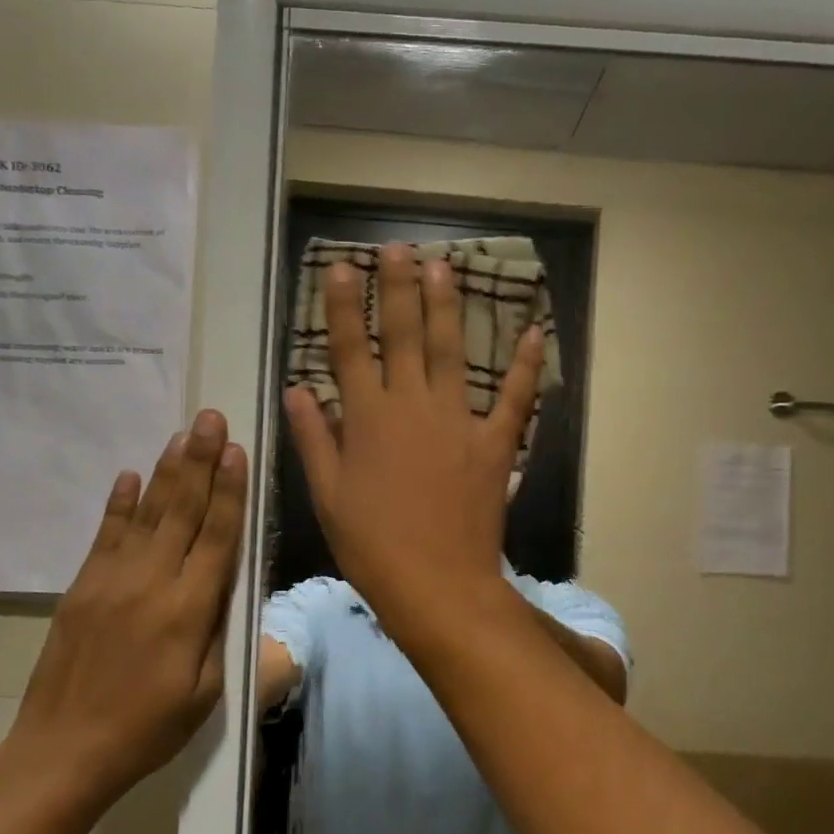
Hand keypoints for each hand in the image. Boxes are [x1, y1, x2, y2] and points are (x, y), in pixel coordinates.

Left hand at [9, 410, 245, 799]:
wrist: (63, 751)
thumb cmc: (149, 728)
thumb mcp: (207, 691)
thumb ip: (221, 631)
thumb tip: (230, 583)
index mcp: (189, 610)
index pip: (217, 536)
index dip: (229, 491)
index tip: (236, 450)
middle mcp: (151, 583)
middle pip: (183, 512)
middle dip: (200, 462)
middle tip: (210, 419)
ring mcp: (111, 581)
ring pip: (147, 514)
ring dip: (167, 471)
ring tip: (182, 434)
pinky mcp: (82, 588)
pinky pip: (106, 535)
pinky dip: (120, 503)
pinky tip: (131, 475)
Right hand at [284, 243, 542, 620]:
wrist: (436, 584)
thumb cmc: (372, 546)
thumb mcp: (328, 496)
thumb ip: (314, 439)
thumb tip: (298, 390)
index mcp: (367, 420)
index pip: (349, 349)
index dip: (343, 307)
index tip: (340, 269)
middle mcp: (412, 407)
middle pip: (403, 335)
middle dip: (398, 288)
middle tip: (397, 248)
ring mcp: (457, 422)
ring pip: (450, 352)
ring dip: (446, 306)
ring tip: (444, 265)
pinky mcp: (494, 444)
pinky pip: (513, 398)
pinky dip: (525, 365)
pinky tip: (535, 331)